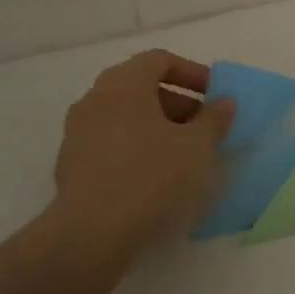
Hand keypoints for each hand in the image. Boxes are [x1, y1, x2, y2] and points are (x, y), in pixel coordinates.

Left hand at [49, 50, 234, 251]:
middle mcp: (95, 99)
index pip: (159, 60)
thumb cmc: (151, 176)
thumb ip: (215, 118)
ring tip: (183, 154)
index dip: (192, 73)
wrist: (92, 233)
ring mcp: (77, 133)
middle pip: (140, 87)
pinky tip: (156, 176)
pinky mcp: (71, 165)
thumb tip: (224, 102)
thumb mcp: (198, 145)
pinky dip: (136, 148)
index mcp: (124, 83)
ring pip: (124, 116)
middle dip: (177, 102)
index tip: (214, 95)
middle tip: (203, 126)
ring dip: (156, 127)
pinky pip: (111, 143)